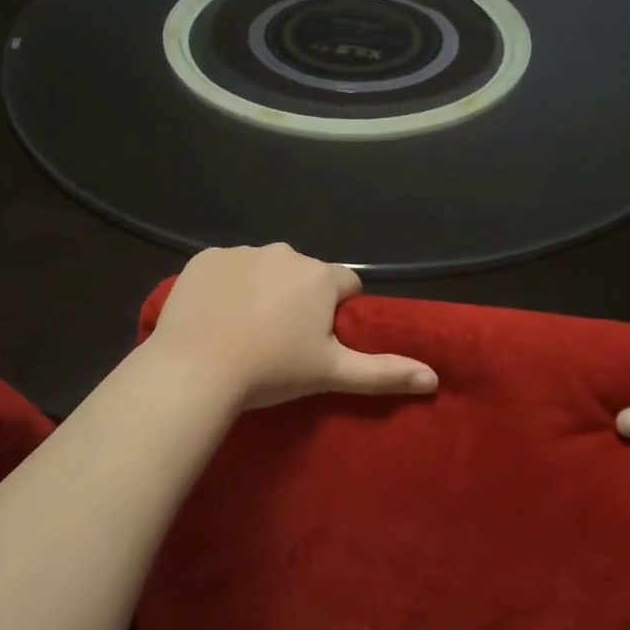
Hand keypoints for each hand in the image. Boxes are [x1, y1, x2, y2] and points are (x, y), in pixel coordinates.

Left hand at [148, 244, 438, 410]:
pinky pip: (225, 268)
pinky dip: (226, 285)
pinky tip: (215, 316)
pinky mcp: (204, 258)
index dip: (338, 311)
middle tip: (280, 340)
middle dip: (299, 298)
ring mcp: (241, 252)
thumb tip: (433, 377)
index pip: (346, 284)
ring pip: (264, 268)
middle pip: (303, 274)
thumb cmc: (271, 371)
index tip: (318, 340)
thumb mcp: (331, 373)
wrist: (196, 369)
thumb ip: (383, 372)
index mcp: (320, 276)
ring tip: (244, 330)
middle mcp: (284, 252)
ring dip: (262, 289)